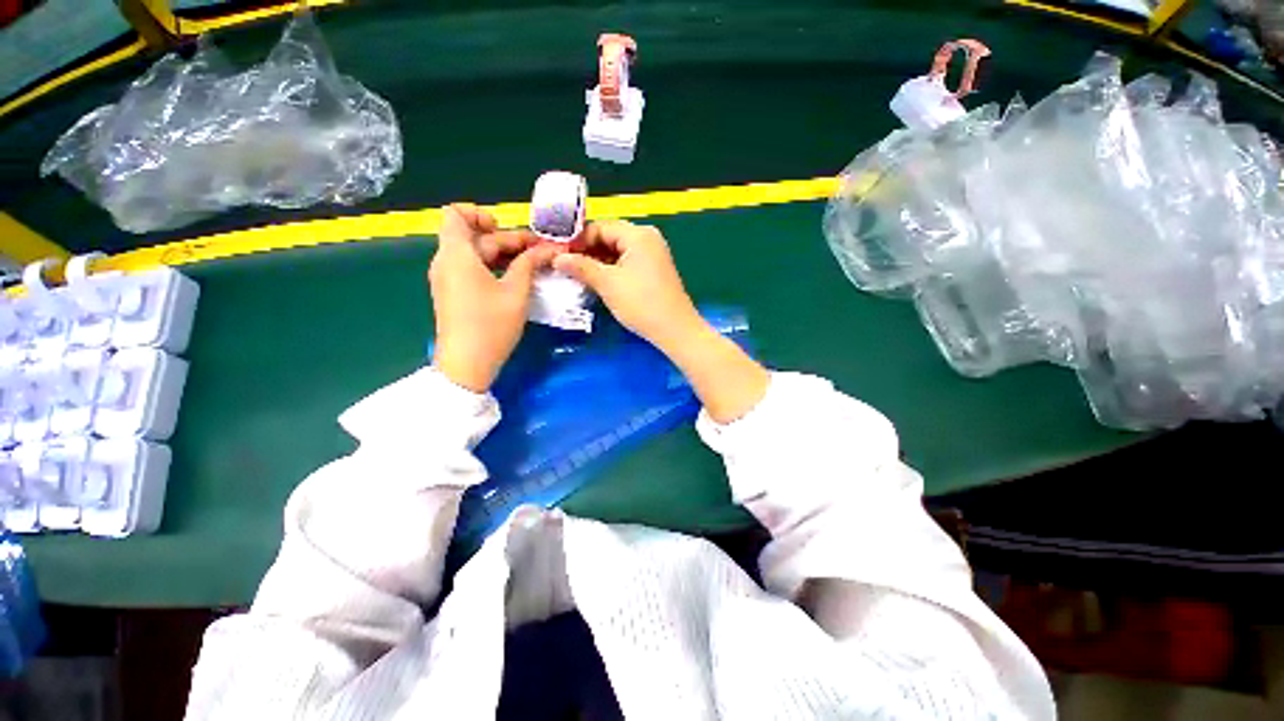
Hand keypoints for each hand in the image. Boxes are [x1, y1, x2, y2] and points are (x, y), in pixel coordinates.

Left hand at [430, 203, 557, 392]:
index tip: (505, 228)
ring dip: (504, 255)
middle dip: (508, 240)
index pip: (455, 214)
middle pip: (474, 237)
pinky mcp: (455, 295)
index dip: (480, 213)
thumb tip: (546, 249)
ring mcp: (449, 280)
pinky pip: (473, 271)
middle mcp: (447, 262)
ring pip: (476, 255)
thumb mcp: (516, 293)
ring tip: (535, 265)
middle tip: (540, 252)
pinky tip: (518, 280)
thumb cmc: (491, 325)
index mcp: (456, 255)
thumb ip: (529, 264)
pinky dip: (495, 269)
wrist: (466, 365)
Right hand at [554, 220, 702, 351]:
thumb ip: (581, 267)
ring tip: (576, 275)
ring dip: (597, 262)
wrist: (674, 329)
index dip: (578, 240)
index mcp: (638, 234)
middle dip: (586, 251)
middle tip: (564, 266)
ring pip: (617, 252)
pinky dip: (611, 270)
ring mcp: (652, 255)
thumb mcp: (607, 284)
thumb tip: (558, 258)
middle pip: (609, 237)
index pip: (600, 227)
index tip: (558, 254)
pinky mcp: (653, 270)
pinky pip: (626, 263)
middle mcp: (647, 239)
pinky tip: (595, 281)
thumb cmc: (641, 303)